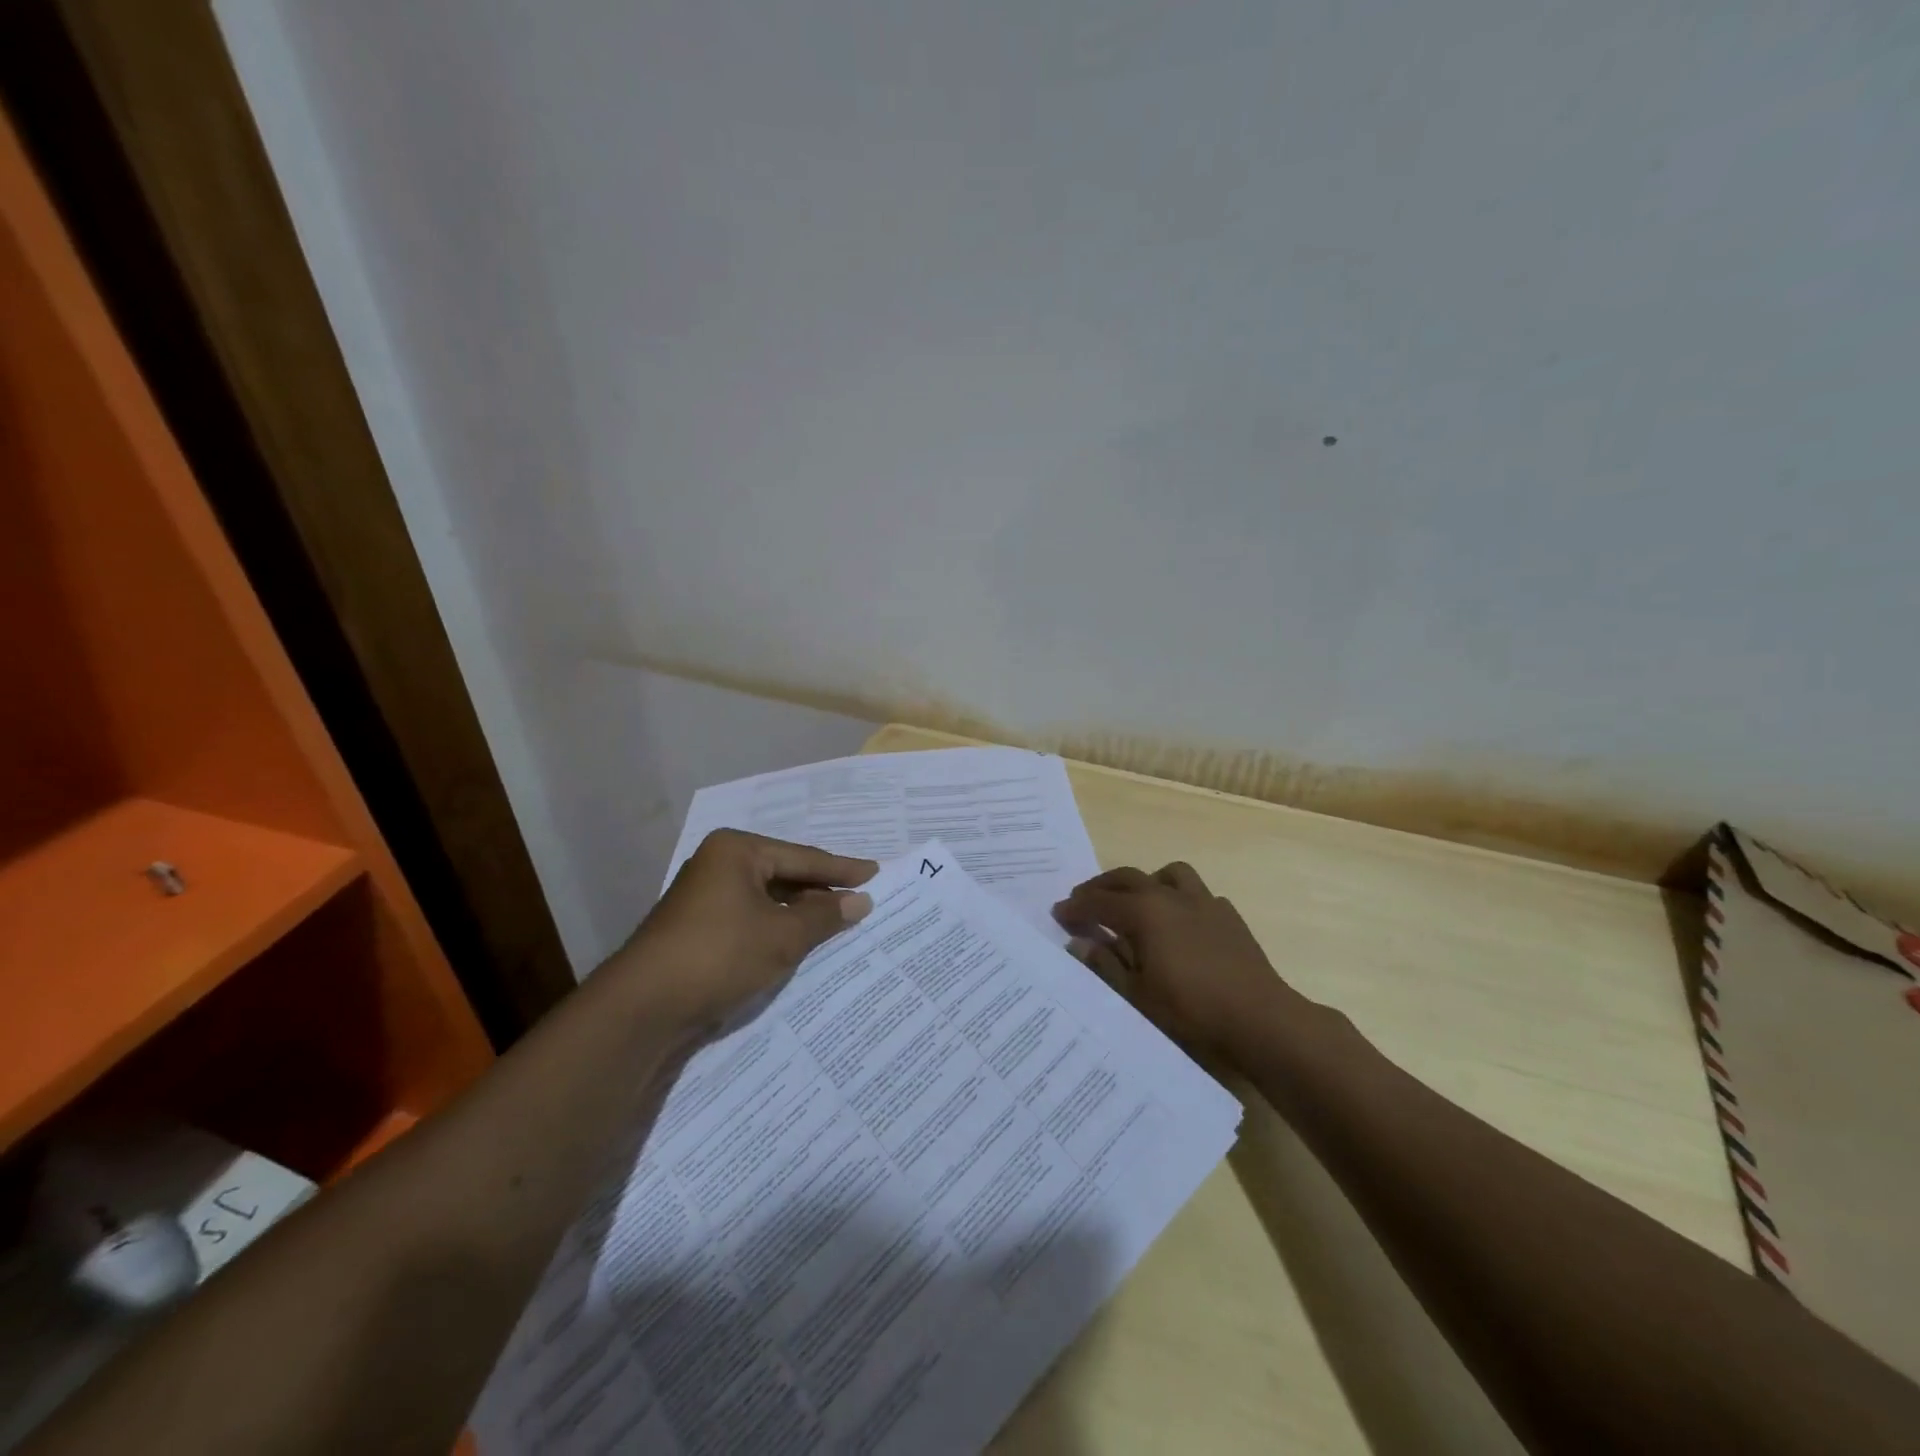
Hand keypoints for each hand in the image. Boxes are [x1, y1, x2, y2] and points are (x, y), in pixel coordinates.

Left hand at [620, 830, 876, 1032]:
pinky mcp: (699, 929)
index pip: (802, 857)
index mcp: (736, 850)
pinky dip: (778, 929)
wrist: (643, 1008)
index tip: (876, 873)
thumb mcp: (782, 935)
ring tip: (839, 921)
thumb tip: (861, 901)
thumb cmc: (720, 954)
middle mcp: (719, 865)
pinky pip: (752, 919)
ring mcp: (705, 898)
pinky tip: (801, 942)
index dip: (842, 869)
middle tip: (861, 898)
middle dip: (821, 891)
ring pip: (768, 900)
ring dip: (800, 913)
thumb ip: (824, 915)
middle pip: (784, 874)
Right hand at [1053, 862, 1305, 1062]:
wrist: (1259, 1018)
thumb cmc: (1190, 1010)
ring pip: (1168, 874)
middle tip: (1084, 901)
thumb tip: (1080, 943)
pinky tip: (1179, 923)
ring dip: (1146, 882)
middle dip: (1101, 887)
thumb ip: (1105, 964)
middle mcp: (1171, 896)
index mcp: (1144, 912)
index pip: (1099, 902)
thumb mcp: (1137, 994)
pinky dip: (1179, 899)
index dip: (1076, 907)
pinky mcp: (1228, 915)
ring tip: (1137, 902)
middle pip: (1128, 878)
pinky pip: (1196, 894)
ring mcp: (1204, 901)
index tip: (1058, 913)